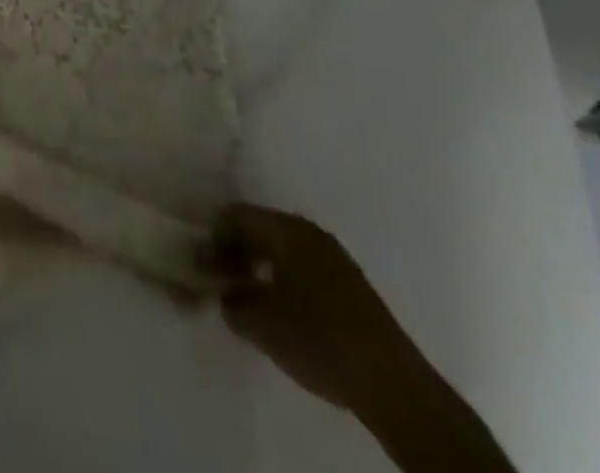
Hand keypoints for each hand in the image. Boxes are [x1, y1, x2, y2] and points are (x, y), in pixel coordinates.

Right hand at [208, 203, 428, 419]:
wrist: (393, 385)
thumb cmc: (319, 341)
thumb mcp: (261, 325)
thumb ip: (232, 303)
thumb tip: (225, 294)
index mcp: (287, 230)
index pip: (235, 214)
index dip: (214, 238)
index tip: (206, 269)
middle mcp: (310, 232)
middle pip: (259, 226)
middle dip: (236, 251)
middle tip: (224, 283)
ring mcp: (334, 256)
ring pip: (282, 247)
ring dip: (260, 266)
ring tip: (250, 300)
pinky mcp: (350, 283)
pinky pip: (303, 265)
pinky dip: (283, 278)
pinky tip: (283, 311)